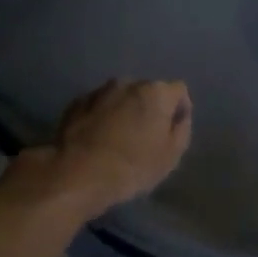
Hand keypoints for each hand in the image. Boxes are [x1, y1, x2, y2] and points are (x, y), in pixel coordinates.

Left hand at [41, 78, 192, 216]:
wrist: (78, 173)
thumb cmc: (133, 166)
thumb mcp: (171, 155)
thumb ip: (181, 130)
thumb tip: (179, 117)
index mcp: (156, 93)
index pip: (179, 91)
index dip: (180, 110)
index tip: (172, 132)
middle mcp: (128, 83)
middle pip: (148, 92)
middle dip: (149, 110)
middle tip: (146, 138)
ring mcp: (99, 91)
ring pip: (121, 98)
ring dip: (124, 112)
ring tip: (119, 139)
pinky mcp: (76, 104)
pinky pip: (98, 107)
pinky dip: (102, 117)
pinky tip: (98, 140)